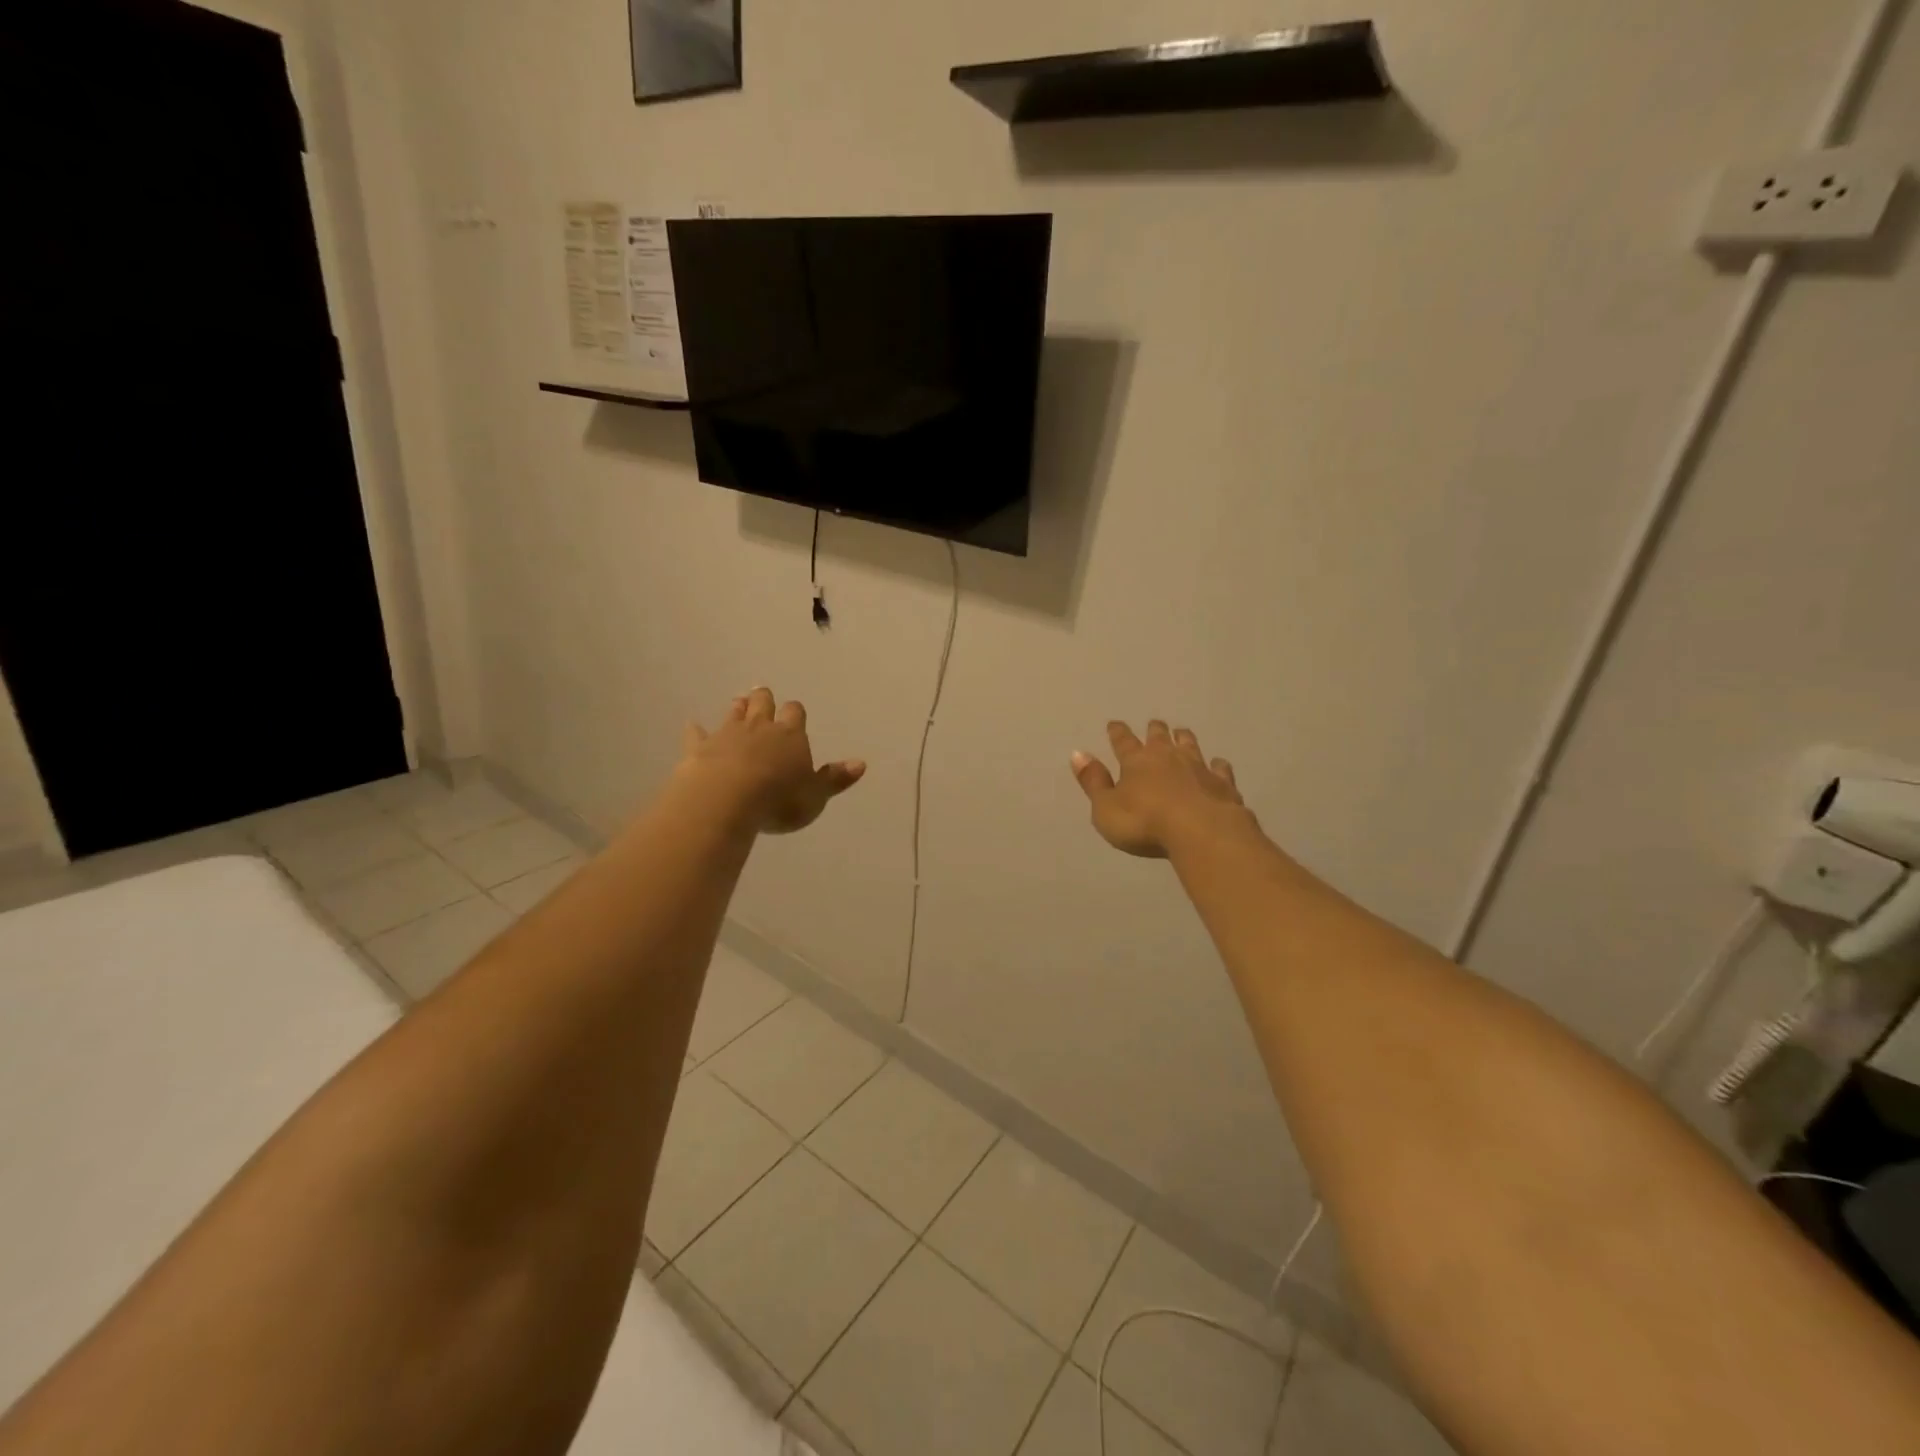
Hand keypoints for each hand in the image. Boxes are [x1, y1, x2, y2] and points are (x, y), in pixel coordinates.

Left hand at [680, 688, 865, 834]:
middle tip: (761, 694)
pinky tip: (692, 725)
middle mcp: (759, 727)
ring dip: (737, 708)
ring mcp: (726, 734)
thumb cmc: (778, 800)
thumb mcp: (815, 796)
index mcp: (790, 736)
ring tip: (739, 702)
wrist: (726, 799)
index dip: (794, 712)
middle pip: (762, 704)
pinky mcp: (699, 748)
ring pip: (733, 713)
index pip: (794, 713)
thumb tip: (861, 763)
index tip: (793, 712)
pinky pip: (697, 734)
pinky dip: (696, 730)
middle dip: (763, 699)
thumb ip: (835, 779)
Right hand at [1071, 720, 1250, 858]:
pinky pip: (1220, 768)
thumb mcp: (1106, 808)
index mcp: (1136, 762)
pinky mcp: (1222, 783)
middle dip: (1155, 730)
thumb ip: (1094, 782)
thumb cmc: (1144, 823)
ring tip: (1182, 733)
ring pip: (1190, 745)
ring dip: (1184, 738)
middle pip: (1159, 737)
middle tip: (1154, 724)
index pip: (1123, 742)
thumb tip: (1077, 754)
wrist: (1201, 831)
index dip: (1117, 733)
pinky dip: (1217, 765)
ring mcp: (1198, 767)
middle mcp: (1167, 757)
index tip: (1114, 724)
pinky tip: (1218, 764)